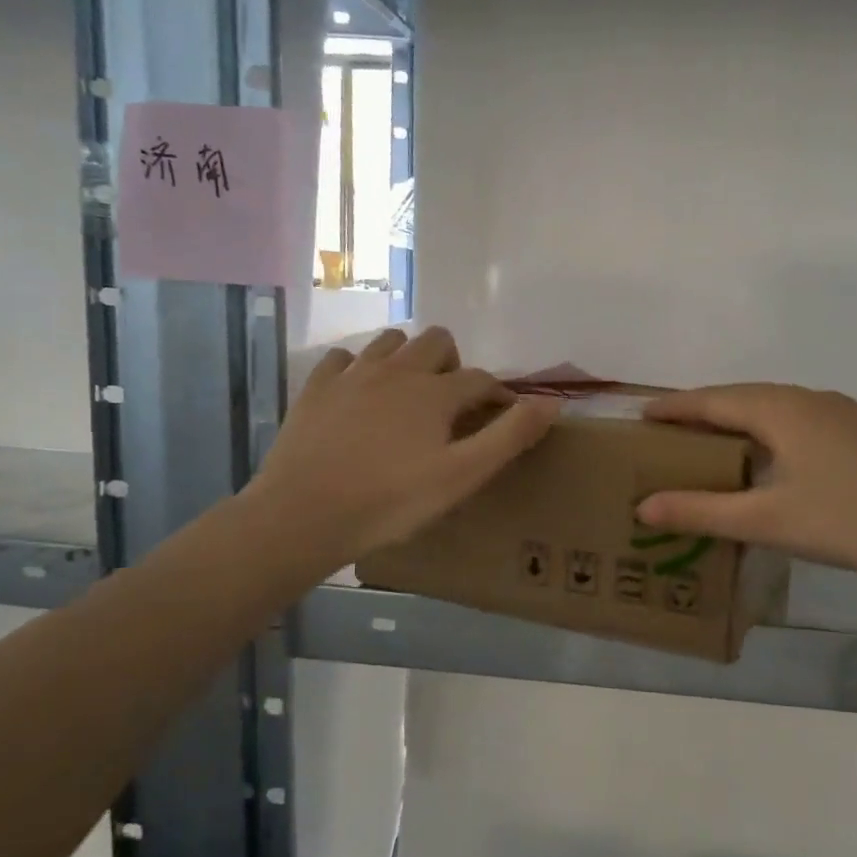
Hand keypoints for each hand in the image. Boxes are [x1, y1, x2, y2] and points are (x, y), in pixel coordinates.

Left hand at [252, 327, 558, 571]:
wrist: (303, 515)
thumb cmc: (391, 501)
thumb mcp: (462, 476)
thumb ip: (510, 436)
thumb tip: (553, 402)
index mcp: (434, 391)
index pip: (479, 378)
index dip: (498, 393)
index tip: (503, 414)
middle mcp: (396, 370)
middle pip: (436, 341)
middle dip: (453, 364)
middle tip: (452, 404)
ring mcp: (351, 375)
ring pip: (390, 342)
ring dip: (408, 358)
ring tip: (409, 394)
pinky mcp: (315, 389)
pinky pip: (343, 359)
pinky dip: (359, 369)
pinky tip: (359, 396)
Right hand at [637, 384, 856, 604]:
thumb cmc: (846, 523)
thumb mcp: (765, 521)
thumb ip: (700, 511)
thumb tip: (642, 506)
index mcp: (783, 410)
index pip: (714, 400)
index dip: (675, 407)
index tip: (642, 413)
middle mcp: (814, 399)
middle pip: (746, 397)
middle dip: (706, 410)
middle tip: (674, 431)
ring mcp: (848, 413)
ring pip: (780, 407)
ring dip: (744, 419)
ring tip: (719, 442)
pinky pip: (807, 420)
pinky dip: (777, 431)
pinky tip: (780, 458)